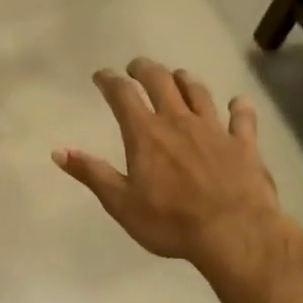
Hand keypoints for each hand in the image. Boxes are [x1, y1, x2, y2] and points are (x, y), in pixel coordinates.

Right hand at [54, 58, 291, 279]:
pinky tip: (237, 102)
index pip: (123, 94)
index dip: (109, 80)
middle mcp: (179, 121)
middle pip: (161, 81)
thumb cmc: (170, 222)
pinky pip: (242, 117)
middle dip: (145, 69)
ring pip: (198, 92)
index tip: (101, 76)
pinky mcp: (244, 143)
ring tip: (177, 77)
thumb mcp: (121, 203)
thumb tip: (58, 151)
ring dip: (184, 80)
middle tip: (136, 68)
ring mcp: (214, 129)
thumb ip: (91, 173)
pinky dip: (238, 107)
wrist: (235, 234)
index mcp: (145, 133)